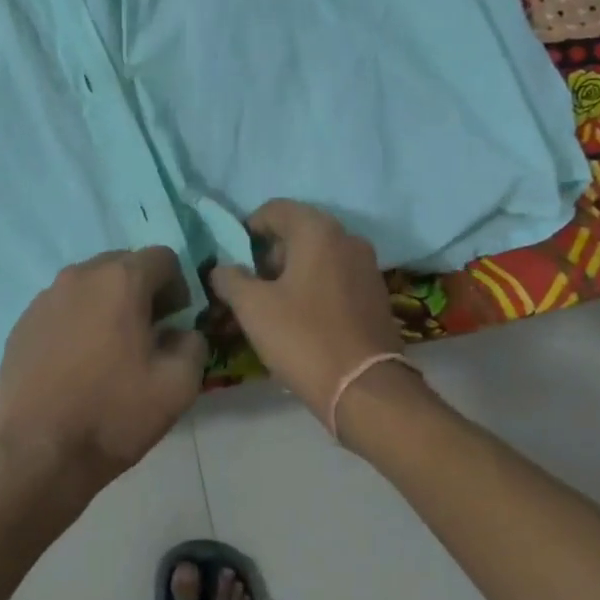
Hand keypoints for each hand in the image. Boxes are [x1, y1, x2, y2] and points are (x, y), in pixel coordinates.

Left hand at [0, 247, 208, 487]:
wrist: (37, 452)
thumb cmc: (112, 414)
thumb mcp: (178, 386)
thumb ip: (193, 345)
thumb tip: (182, 333)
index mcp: (120, 280)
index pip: (163, 258)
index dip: (178, 287)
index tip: (175, 323)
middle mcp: (80, 275)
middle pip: (123, 265)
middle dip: (142, 292)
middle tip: (147, 336)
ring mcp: (45, 297)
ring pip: (90, 286)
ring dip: (108, 306)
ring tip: (109, 352)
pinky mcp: (23, 323)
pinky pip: (62, 308)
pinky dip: (77, 323)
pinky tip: (76, 365)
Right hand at [209, 200, 409, 425]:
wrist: (365, 390)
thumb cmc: (303, 338)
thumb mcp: (252, 308)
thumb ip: (229, 279)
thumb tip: (222, 269)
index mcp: (318, 231)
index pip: (276, 209)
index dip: (249, 229)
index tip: (235, 259)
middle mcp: (347, 238)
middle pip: (298, 230)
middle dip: (270, 252)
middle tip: (251, 284)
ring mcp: (367, 266)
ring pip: (319, 254)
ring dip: (293, 270)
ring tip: (274, 304)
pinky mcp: (376, 294)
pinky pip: (337, 276)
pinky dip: (315, 286)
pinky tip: (303, 318)